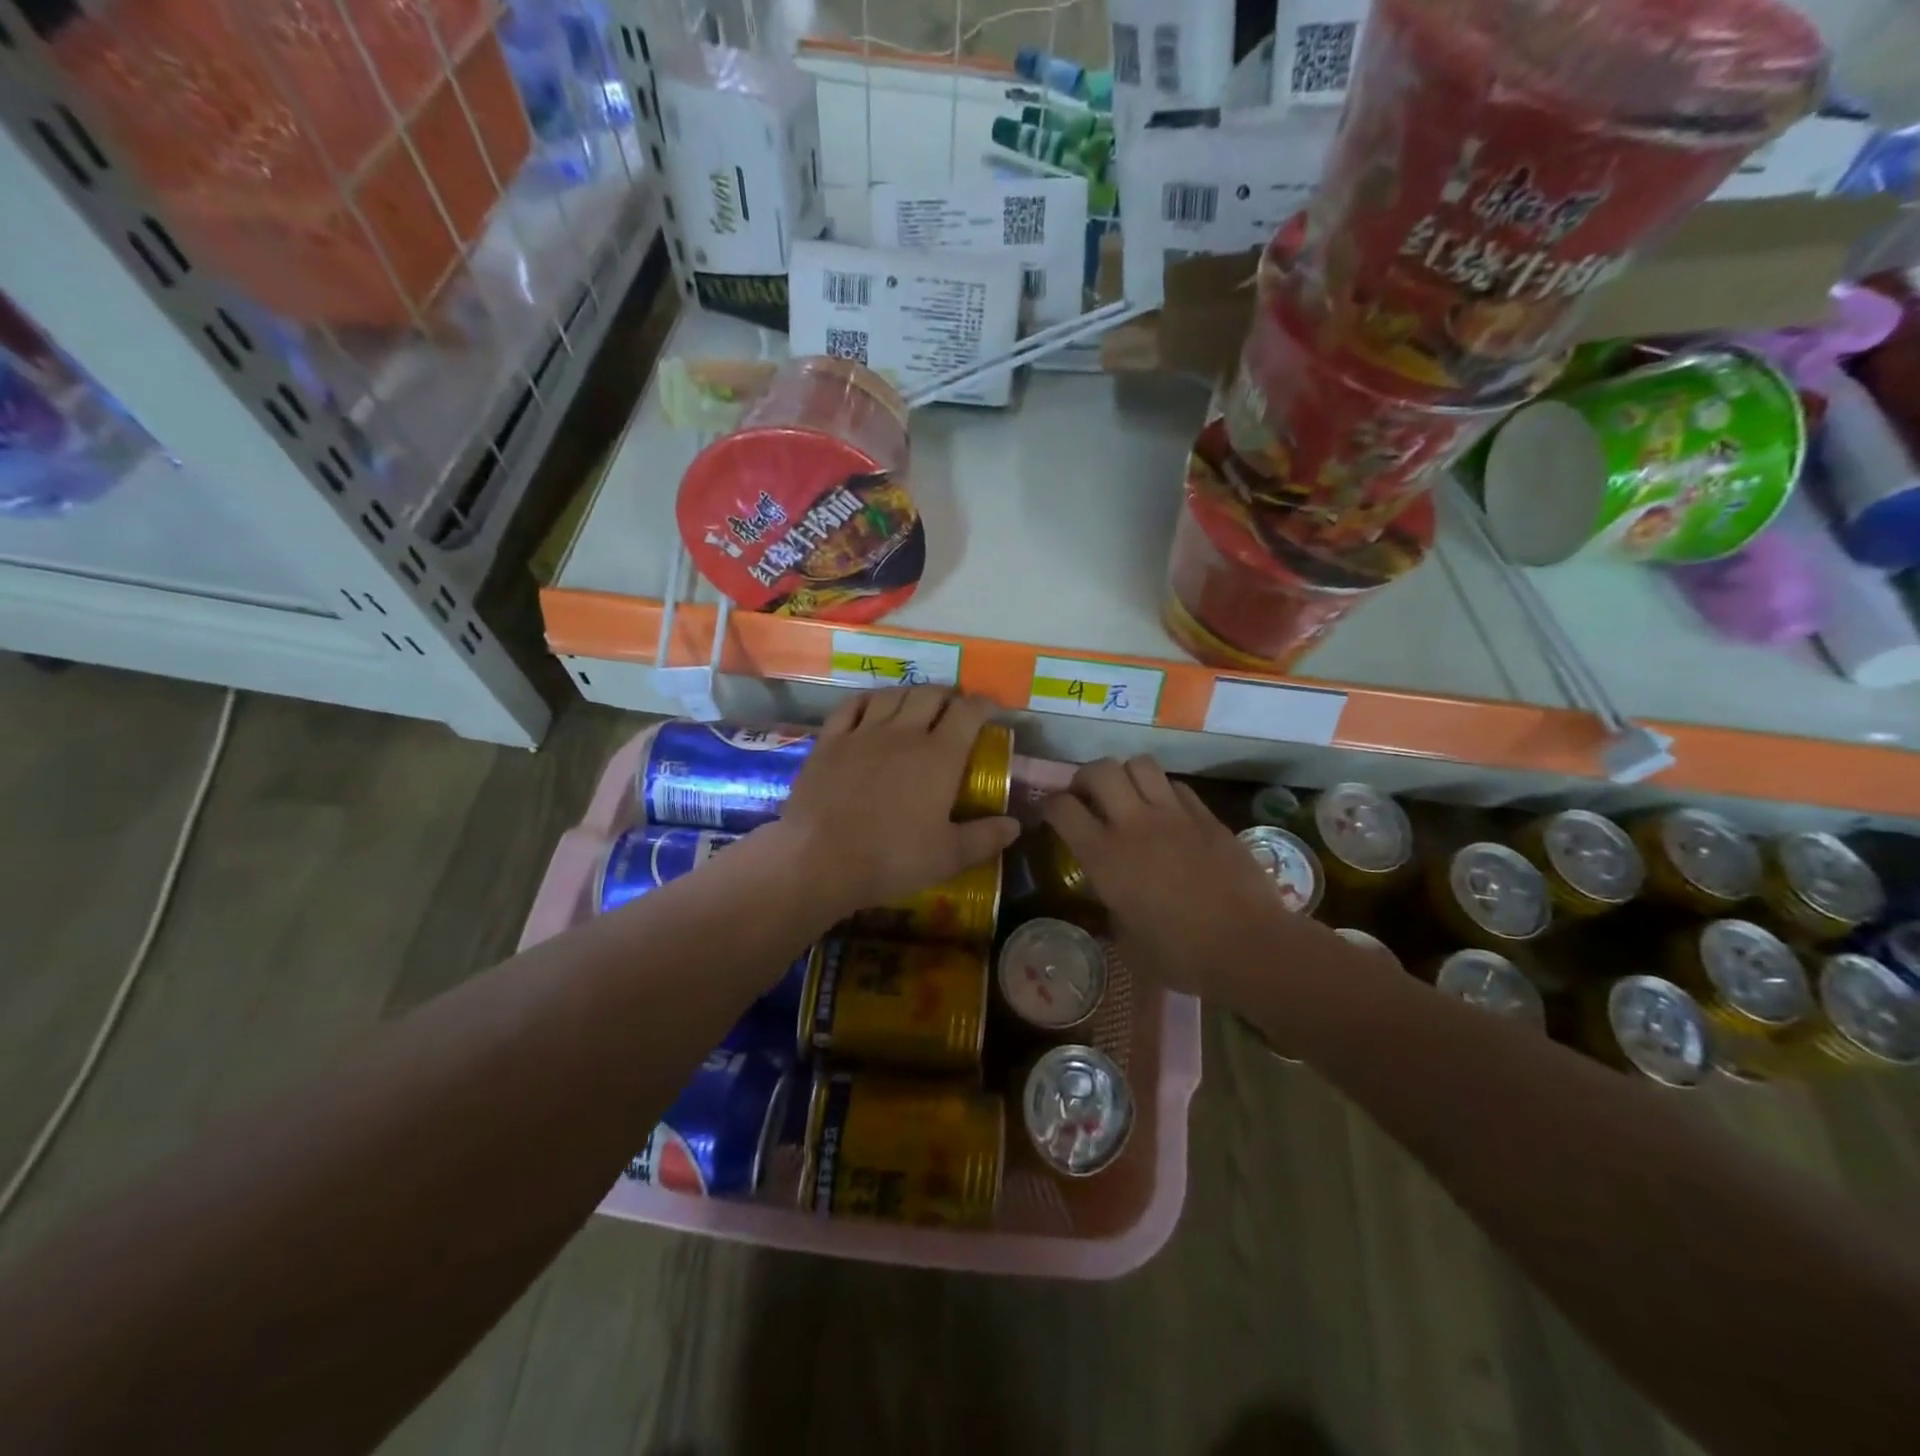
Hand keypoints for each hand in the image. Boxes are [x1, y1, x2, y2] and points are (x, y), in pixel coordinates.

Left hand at [769, 687, 1019, 920]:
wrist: (819, 859)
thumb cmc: (891, 859)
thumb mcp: (948, 857)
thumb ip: (985, 838)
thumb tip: (1015, 825)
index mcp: (939, 756)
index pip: (968, 713)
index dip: (984, 705)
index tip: (992, 709)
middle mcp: (903, 733)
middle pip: (930, 695)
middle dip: (949, 695)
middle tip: (955, 708)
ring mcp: (863, 732)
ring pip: (893, 694)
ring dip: (912, 693)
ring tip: (918, 703)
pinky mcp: (830, 740)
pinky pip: (852, 706)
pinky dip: (869, 700)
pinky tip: (873, 706)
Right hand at [1041, 757, 1357, 1007]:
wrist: (1248, 946)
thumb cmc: (1180, 954)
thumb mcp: (1127, 941)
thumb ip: (1111, 910)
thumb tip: (1110, 901)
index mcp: (1104, 856)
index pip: (1062, 808)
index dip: (1049, 806)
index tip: (1050, 815)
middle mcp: (1134, 824)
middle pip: (1099, 769)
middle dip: (1085, 777)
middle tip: (1087, 796)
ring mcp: (1174, 815)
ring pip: (1140, 763)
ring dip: (1126, 774)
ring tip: (1127, 795)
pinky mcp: (1207, 816)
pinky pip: (1176, 785)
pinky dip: (1163, 791)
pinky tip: (1167, 813)